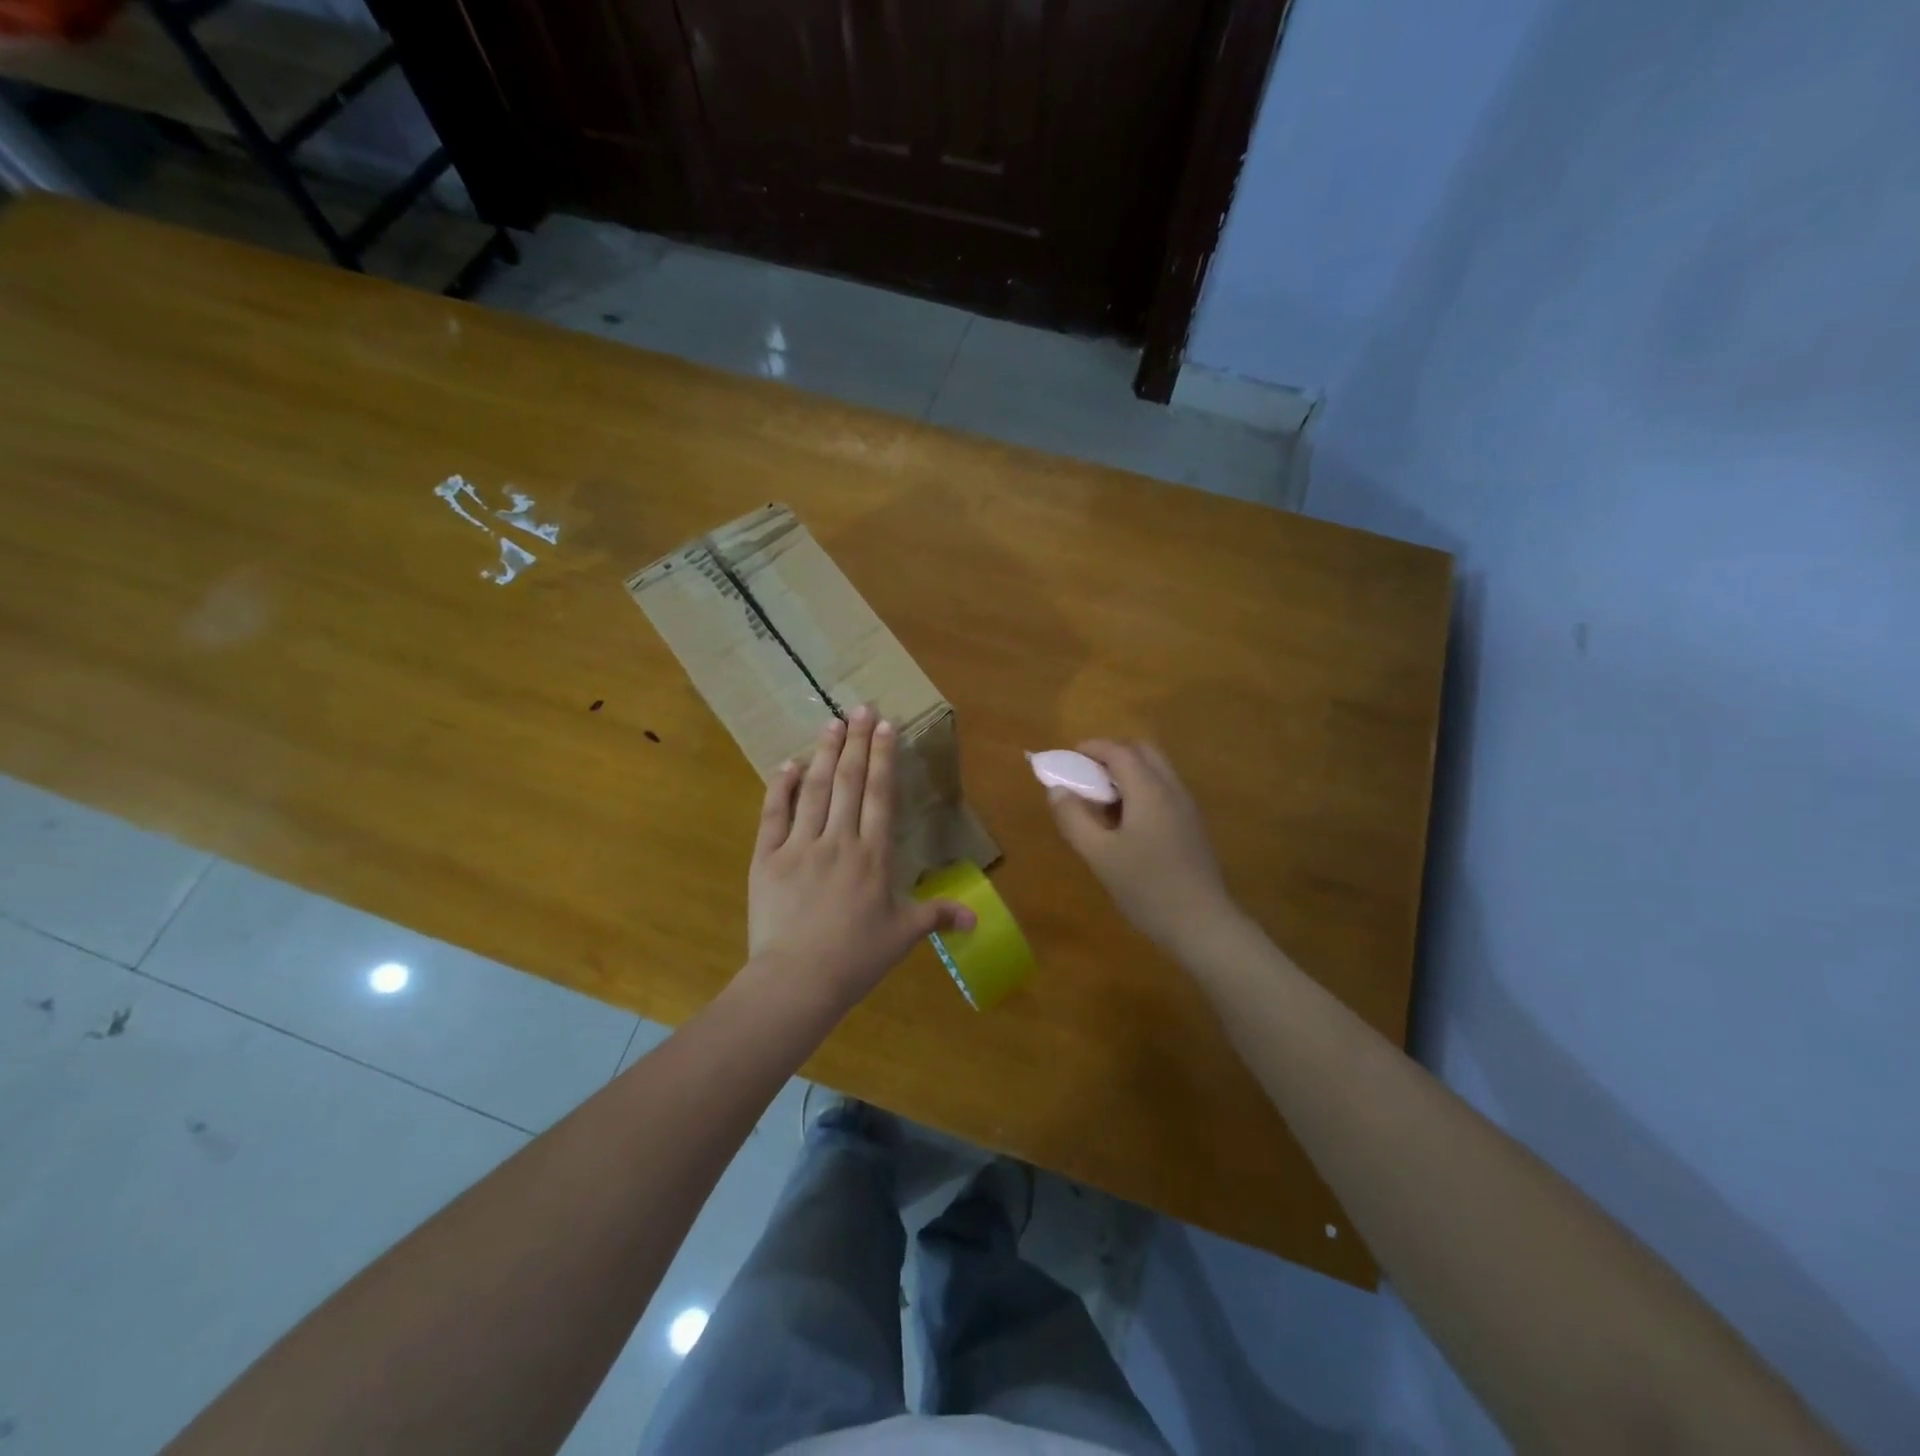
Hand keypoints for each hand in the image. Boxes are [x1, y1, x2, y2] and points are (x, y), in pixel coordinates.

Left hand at [749, 706, 974, 1008]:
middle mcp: (839, 840)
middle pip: (850, 781)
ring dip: (825, 753)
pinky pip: (774, 814)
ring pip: (815, 789)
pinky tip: (789, 764)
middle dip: (858, 741)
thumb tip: (976, 918)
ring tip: (831, 721)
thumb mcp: (902, 936)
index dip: (884, 757)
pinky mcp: (767, 858)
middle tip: (862, 707)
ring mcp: (800, 846)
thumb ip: (937, 916)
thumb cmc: (856, 958)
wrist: (797, 980)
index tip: (887, 726)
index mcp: (873, 855)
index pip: (881, 795)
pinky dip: (780, 787)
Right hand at [1046, 740, 1237, 958]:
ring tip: (1100, 801)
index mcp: (1149, 790)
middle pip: (1143, 752)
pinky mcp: (1192, 827)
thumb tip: (1057, 790)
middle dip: (1111, 754)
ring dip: (1127, 773)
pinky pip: (1163, 792)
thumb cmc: (1146, 887)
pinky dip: (1140, 790)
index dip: (1091, 748)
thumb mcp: (1099, 855)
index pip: (1119, 751)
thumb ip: (1074, 818)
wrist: (1202, 924)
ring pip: (1156, 771)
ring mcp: (1186, 808)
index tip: (1067, 758)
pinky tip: (1124, 824)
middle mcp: (1172, 790)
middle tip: (1085, 775)